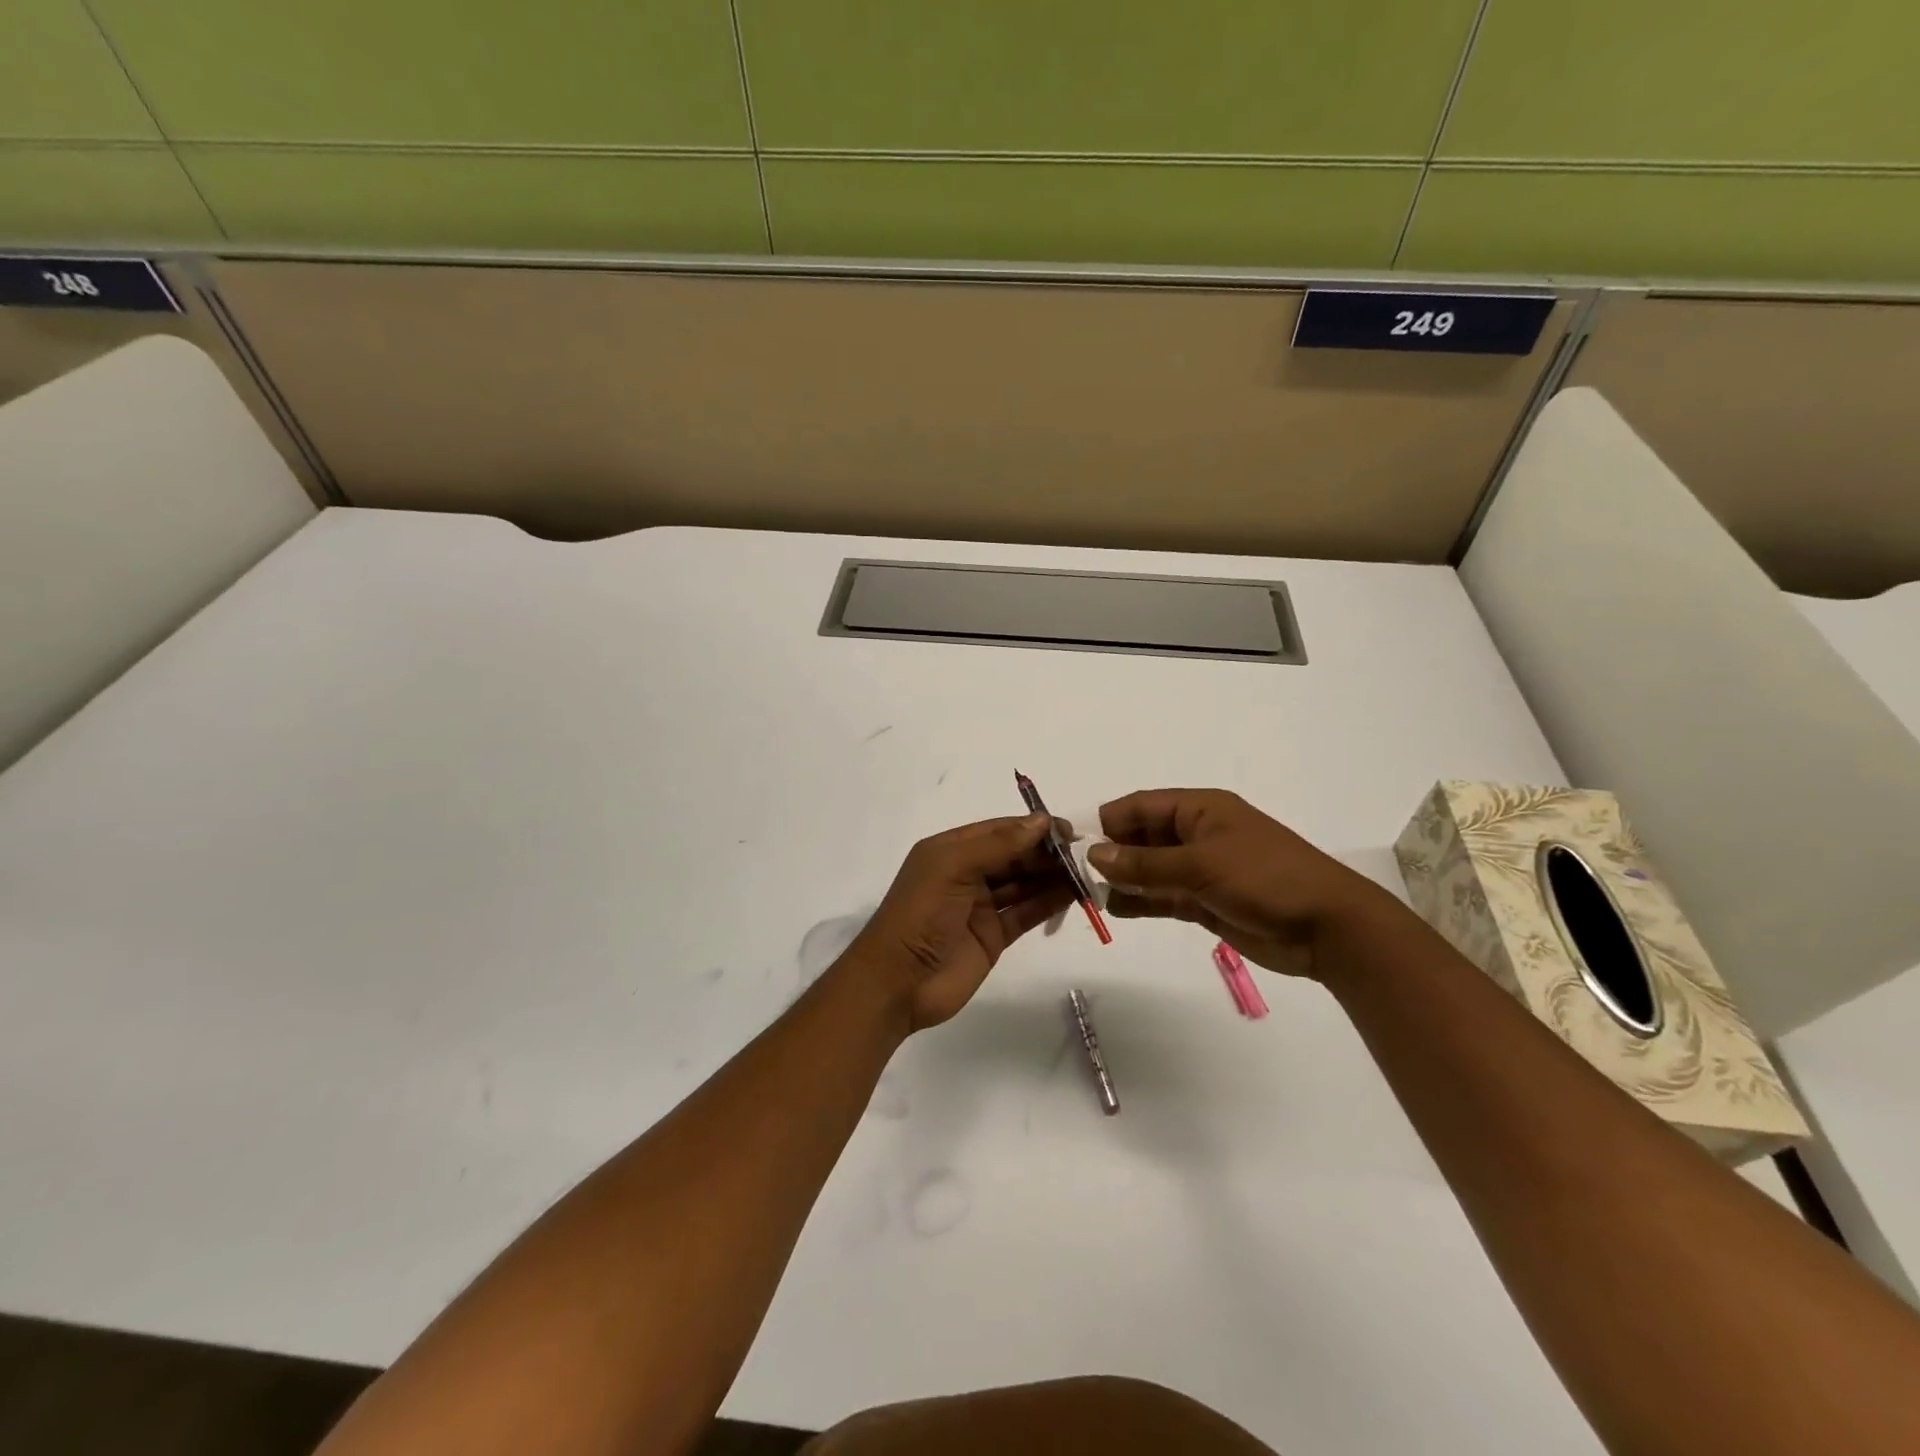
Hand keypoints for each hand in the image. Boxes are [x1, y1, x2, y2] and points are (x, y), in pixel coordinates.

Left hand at [846, 814, 1075, 1031]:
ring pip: (1023, 884)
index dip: (1032, 828)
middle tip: (1083, 853)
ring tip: (1086, 872)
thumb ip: (998, 845)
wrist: (898, 983)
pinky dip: (1049, 903)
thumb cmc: (920, 914)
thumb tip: (1042, 821)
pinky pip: (1026, 913)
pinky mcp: (993, 936)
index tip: (1067, 829)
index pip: (998, 831)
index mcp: (951, 850)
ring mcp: (981, 906)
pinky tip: (1074, 895)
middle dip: (1046, 853)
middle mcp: (967, 874)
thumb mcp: (952, 868)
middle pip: (1014, 856)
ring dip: (1052, 877)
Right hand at [1089, 789, 1401, 981]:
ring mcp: (1202, 869)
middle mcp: (1197, 834)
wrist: (1327, 927)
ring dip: (1125, 879)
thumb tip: (1094, 855)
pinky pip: (1164, 896)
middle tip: (1079, 877)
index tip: (1076, 846)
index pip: (1141, 806)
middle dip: (1113, 853)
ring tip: (1094, 896)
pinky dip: (1142, 901)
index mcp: (1200, 809)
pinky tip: (1118, 910)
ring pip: (1151, 869)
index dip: (1108, 822)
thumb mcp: (1200, 866)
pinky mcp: (1207, 901)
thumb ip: (1145, 864)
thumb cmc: (1265, 879)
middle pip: (1142, 837)